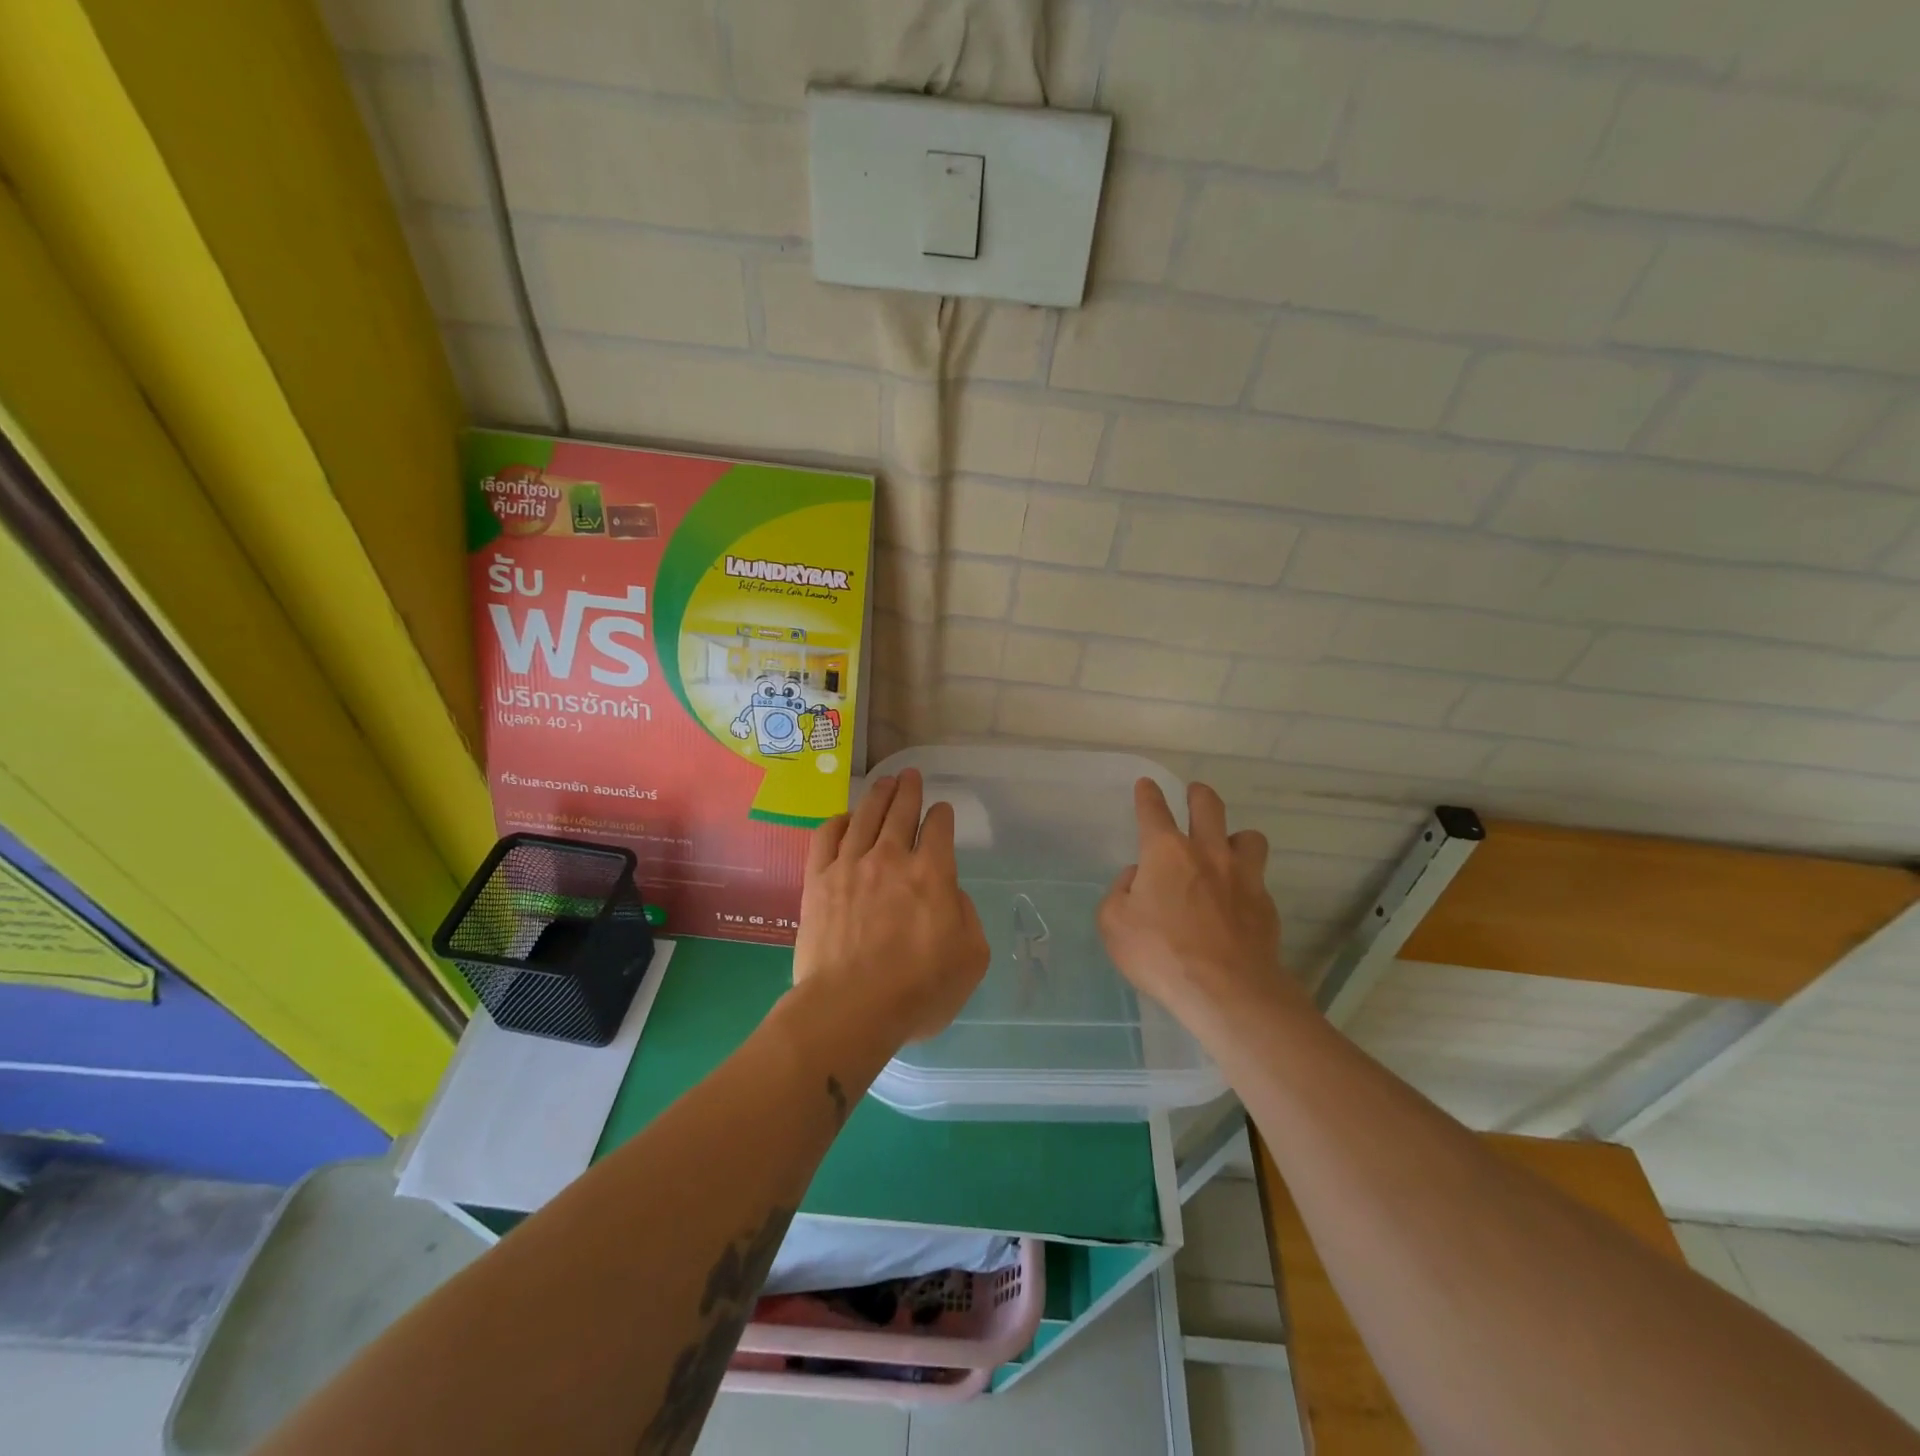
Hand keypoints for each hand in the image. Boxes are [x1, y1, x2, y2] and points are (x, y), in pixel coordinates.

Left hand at [793, 769, 989, 1044]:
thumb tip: (950, 894)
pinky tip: (845, 817)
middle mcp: (891, 858)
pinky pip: (826, 837)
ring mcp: (850, 865)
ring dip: (878, 795)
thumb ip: (967, 916)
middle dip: (909, 790)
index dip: (942, 815)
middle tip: (911, 775)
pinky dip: (838, 821)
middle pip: (901, 811)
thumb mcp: (971, 958)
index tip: (941, 811)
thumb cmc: (918, 990)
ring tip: (884, 781)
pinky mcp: (817, 881)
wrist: (850, 1008)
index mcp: (932, 873)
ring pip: (865, 815)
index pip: (938, 828)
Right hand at [1098, 779, 1296, 1025]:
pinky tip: (1237, 900)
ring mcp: (1243, 876)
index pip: (1154, 810)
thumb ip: (1119, 893)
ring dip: (1234, 836)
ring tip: (1226, 849)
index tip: (1147, 785)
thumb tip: (1137, 878)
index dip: (1148, 794)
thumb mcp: (1114, 924)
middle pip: (1208, 806)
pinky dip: (1246, 881)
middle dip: (1198, 795)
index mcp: (1166, 852)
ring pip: (1248, 836)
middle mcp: (1207, 853)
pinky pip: (1258, 878)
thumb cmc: (1161, 954)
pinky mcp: (1266, 904)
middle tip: (1194, 794)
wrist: (1227, 991)